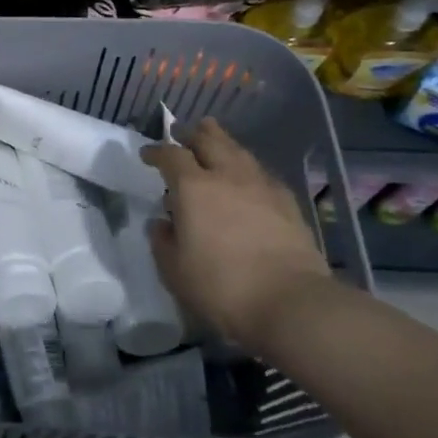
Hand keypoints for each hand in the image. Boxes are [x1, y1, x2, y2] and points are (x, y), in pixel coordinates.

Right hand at [139, 118, 327, 346]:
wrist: (291, 302)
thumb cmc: (222, 286)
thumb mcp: (174, 270)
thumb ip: (162, 241)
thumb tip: (162, 224)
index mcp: (193, 188)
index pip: (170, 155)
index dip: (156, 151)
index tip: (147, 155)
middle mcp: (227, 176)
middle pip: (209, 139)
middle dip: (192, 134)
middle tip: (181, 134)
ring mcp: (261, 186)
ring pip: (238, 151)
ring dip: (221, 142)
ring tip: (213, 141)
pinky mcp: (287, 202)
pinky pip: (261, 172)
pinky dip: (246, 167)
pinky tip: (246, 178)